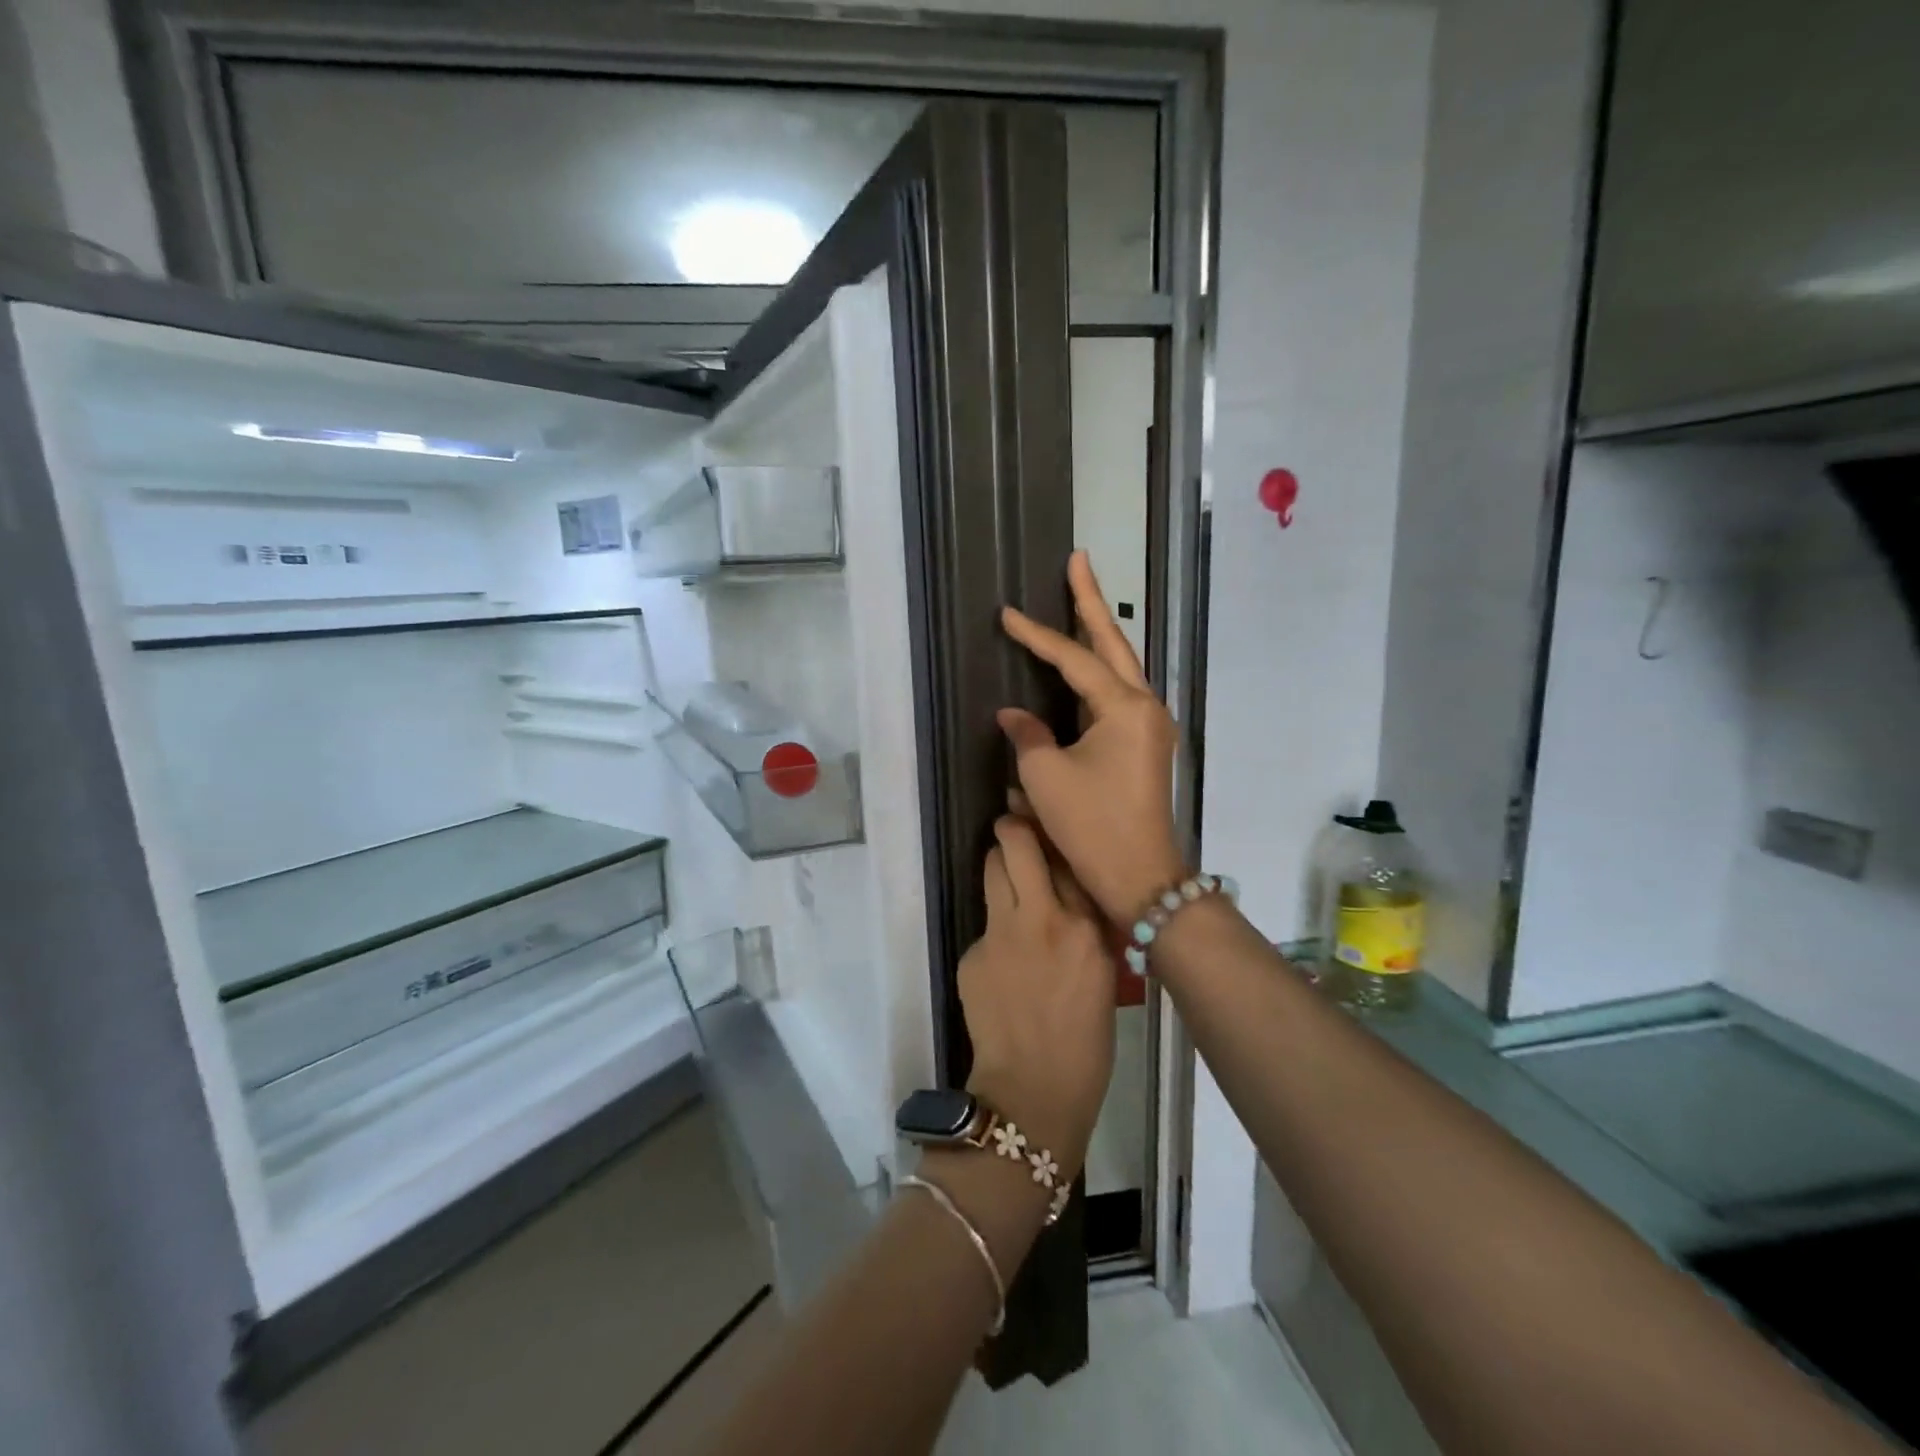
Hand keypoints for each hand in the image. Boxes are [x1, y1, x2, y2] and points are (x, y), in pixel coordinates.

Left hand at [957, 815, 1115, 1177]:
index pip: (1068, 857)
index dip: (1056, 835)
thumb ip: (1087, 926)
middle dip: (1014, 828)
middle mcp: (1042, 917)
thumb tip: (1072, 891)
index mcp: (1085, 927)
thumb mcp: (1103, 973)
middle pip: (1017, 843)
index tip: (1050, 822)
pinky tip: (1004, 961)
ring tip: (1009, 878)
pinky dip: (995, 928)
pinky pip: (985, 922)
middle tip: (1016, 831)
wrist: (1033, 1091)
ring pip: (993, 868)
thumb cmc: (1084, 1041)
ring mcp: (1001, 933)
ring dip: (1000, 865)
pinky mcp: (973, 952)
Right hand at [998, 550, 1186, 924]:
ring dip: (1100, 635)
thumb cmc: (1091, 825)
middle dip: (1092, 602)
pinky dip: (1101, 673)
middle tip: (1079, 561)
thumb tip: (1014, 714)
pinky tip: (1088, 664)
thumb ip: (1027, 734)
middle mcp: (1145, 707)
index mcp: (1125, 707)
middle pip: (1114, 644)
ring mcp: (1151, 726)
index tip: (1006, 614)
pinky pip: (1120, 694)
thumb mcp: (1046, 777)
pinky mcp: (1145, 746)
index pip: (1074, 659)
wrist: (1140, 877)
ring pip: (1121, 667)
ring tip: (1079, 601)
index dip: (1037, 635)